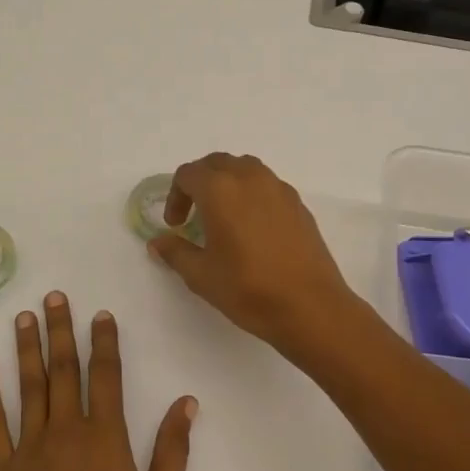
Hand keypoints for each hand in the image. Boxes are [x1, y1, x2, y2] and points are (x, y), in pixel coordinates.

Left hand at [0, 293, 195, 470]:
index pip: (107, 377)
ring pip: (29, 387)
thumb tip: (186, 402)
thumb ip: (173, 454)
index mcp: (107, 442)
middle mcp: (67, 435)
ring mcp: (29, 452)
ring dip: (26, 348)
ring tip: (24, 316)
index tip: (101, 314)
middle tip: (55, 297)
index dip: (104, 342)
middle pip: (64, 371)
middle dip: (61, 330)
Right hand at [148, 153, 362, 352]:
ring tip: (223, 216)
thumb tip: (158, 242)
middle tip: (193, 214)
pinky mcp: (298, 204)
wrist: (310, 307)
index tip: (176, 225)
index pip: (188, 174)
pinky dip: (252, 195)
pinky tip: (252, 228)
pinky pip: (267, 185)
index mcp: (220, 189)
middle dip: (199, 183)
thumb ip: (175, 252)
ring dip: (227, 183)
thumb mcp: (201, 275)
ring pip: (245, 169)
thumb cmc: (248, 289)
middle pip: (216, 163)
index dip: (175, 196)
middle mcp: (249, 178)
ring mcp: (278, 188)